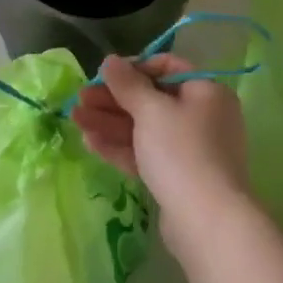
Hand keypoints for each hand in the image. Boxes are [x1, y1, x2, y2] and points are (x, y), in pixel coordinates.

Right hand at [72, 54, 252, 260]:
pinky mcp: (177, 178)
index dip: (134, 68)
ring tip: (75, 119)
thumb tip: (110, 60)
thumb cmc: (181, 151)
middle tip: (80, 98)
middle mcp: (202, 116)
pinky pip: (146, 154)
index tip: (104, 74)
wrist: (207, 222)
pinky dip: (121, 146)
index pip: (168, 67)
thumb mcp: (151, 110)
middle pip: (152, 100)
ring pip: (145, 129)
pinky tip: (90, 142)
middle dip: (114, 99)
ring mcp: (191, 150)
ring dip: (110, 122)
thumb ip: (127, 83)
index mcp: (206, 91)